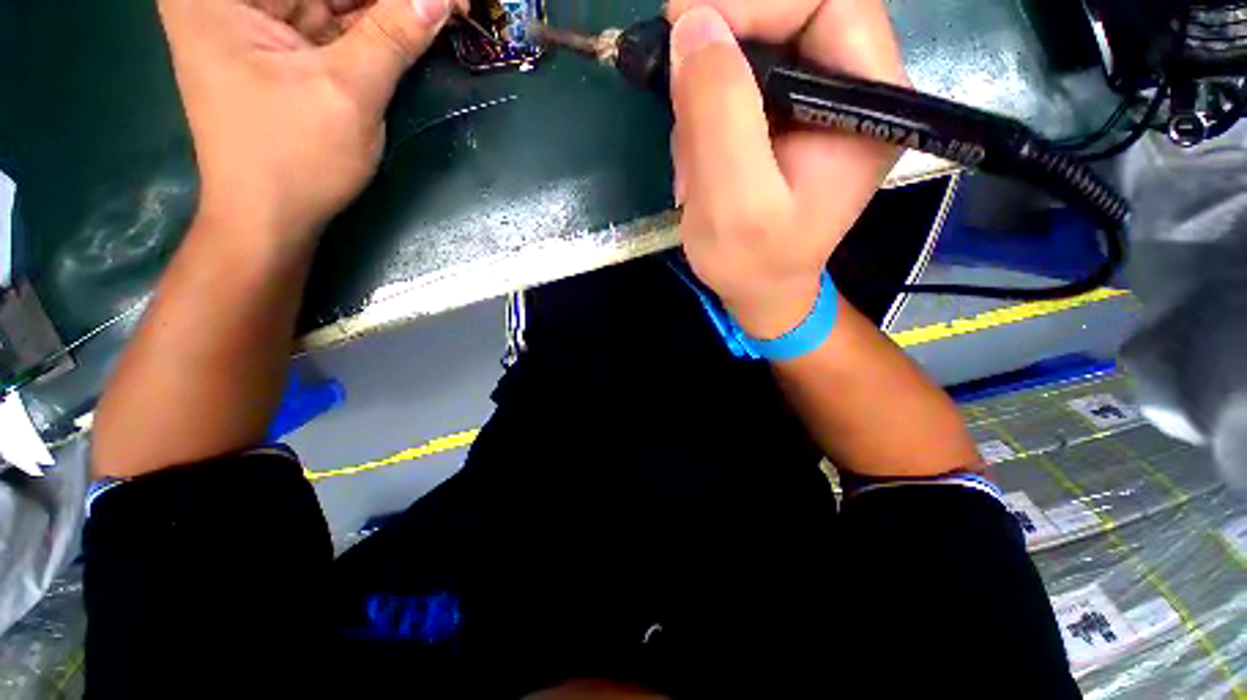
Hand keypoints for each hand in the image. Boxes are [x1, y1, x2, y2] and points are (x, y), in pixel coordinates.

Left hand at [158, 0, 463, 239]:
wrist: (269, 218)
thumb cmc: (293, 160)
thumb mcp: (347, 93)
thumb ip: (391, 37)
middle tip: (449, 5)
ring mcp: (254, 18)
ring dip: (386, 10)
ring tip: (439, 13)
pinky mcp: (279, 44)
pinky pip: (334, 21)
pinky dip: (374, 26)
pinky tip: (410, 27)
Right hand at [666, 0, 907, 337]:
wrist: (758, 290)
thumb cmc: (753, 263)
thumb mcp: (734, 203)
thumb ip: (720, 115)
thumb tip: (694, 25)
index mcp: (868, 105)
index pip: (826, 2)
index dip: (753, 0)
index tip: (682, 23)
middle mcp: (852, 90)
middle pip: (789, 17)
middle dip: (722, 57)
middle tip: (681, 101)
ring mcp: (814, 101)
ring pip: (753, 51)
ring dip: (708, 99)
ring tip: (695, 165)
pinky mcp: (782, 117)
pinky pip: (736, 85)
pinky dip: (705, 117)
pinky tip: (699, 166)